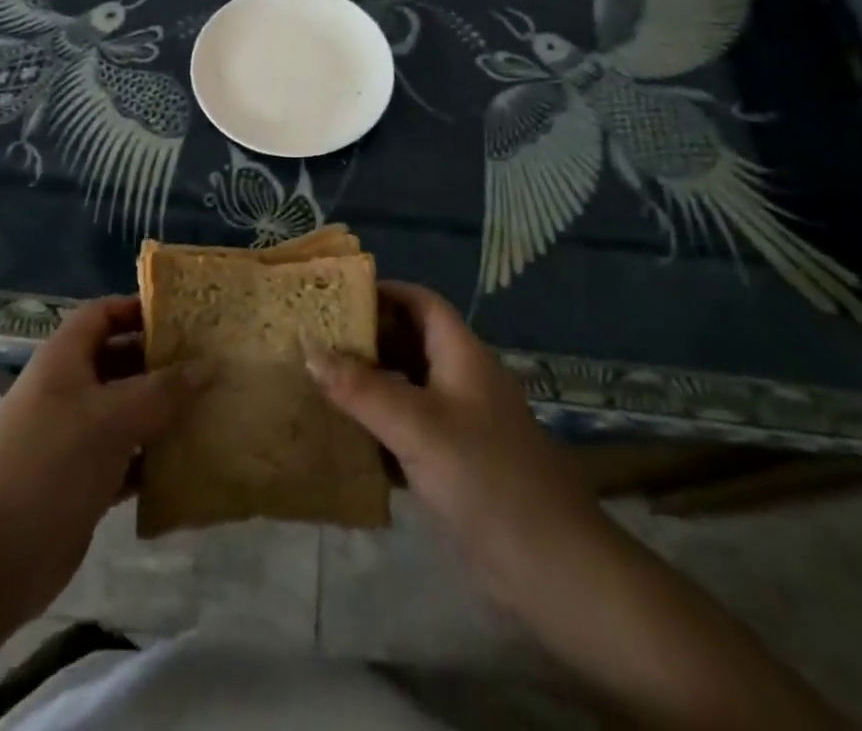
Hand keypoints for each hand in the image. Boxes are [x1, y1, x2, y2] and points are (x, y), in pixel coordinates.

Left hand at [0, 296, 208, 621]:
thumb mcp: (112, 418)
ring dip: (163, 412)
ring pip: (126, 411)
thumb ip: (164, 391)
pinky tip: (190, 463)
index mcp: (65, 358)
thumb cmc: (50, 464)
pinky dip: (153, 458)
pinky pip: (126, 457)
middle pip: (120, 360)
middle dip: (161, 362)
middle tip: (211, 364)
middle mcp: (68, 389)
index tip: (186, 318)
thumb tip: (211, 365)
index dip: (140, 309)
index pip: (104, 314)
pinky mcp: (81, 480)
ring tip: (212, 409)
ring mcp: (73, 437)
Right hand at [305, 282, 601, 603]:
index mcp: (461, 355)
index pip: (421, 303)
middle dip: (365, 339)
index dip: (383, 292)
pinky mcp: (453, 465)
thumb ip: (362, 389)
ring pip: (405, 389)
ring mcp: (459, 425)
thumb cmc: (486, 477)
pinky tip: (341, 437)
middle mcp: (460, 381)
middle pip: (409, 343)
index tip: (336, 296)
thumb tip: (309, 350)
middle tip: (313, 339)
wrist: (552, 569)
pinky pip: (406, 431)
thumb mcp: (418, 426)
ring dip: (366, 385)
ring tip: (315, 382)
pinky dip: (377, 428)